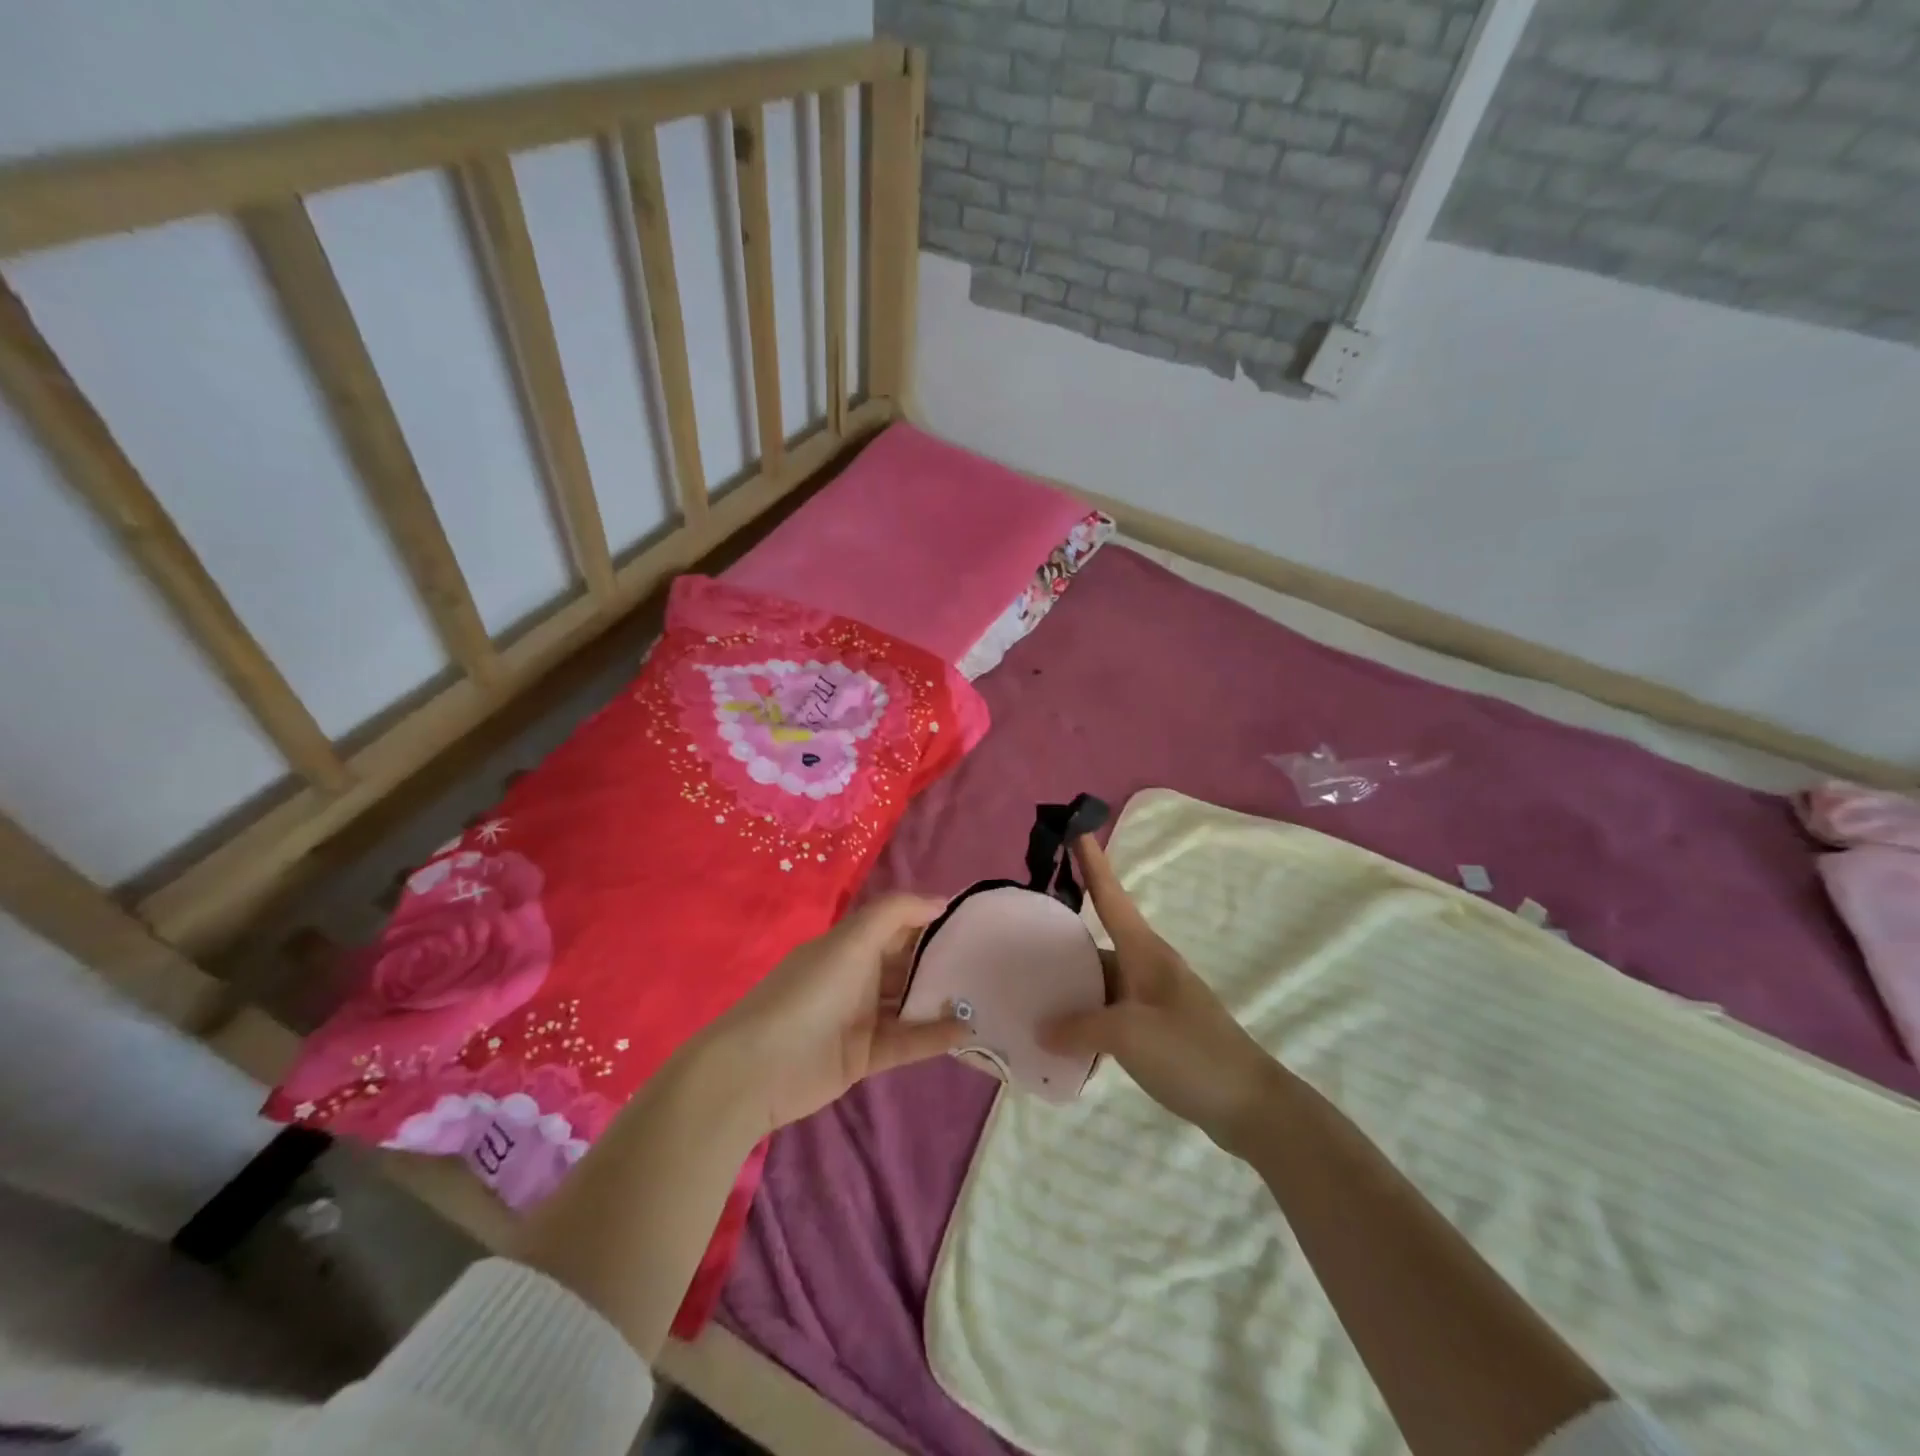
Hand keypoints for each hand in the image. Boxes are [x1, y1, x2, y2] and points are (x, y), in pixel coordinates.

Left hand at [698, 894, 970, 1138]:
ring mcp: (861, 1018)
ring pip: (910, 1003)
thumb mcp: (851, 941)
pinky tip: (966, 1030)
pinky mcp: (866, 1056)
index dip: (930, 919)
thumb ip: (895, 914)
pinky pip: (907, 1041)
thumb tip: (939, 901)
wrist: (759, 1068)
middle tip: (990, 961)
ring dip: (942, 999)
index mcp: (851, 944)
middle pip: (907, 964)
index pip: (898, 925)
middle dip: (943, 961)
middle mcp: (858, 976)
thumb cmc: (809, 993)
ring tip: (986, 995)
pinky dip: (934, 1036)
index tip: (973, 920)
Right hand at [1040, 835, 1282, 1155]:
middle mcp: (1148, 967)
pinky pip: (1111, 1014)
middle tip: (1022, 937)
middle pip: (1098, 943)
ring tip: (1032, 994)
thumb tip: (1042, 1028)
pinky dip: (1087, 1020)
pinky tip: (1064, 1039)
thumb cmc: (1191, 1053)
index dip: (1092, 863)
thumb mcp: (1129, 1036)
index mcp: (1145, 952)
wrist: (1250, 1105)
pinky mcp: (1157, 1029)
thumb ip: (1079, 1027)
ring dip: (1073, 988)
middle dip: (1063, 940)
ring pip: (1102, 983)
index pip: (1111, 896)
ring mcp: (1153, 999)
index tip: (1076, 829)